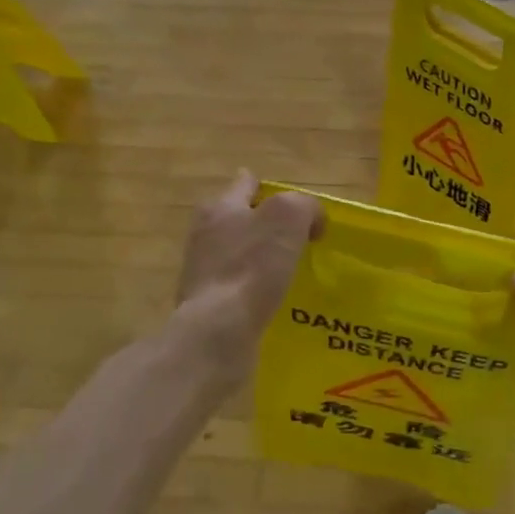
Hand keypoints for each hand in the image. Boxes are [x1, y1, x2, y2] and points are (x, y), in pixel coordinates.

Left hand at [174, 172, 320, 389]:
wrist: (218, 330)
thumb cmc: (253, 265)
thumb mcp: (289, 217)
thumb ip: (304, 206)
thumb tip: (311, 222)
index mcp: (221, 207)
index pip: (246, 183)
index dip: (268, 187)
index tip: (290, 203)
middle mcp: (206, 234)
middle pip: (238, 218)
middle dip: (262, 223)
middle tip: (295, 236)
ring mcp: (203, 271)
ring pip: (238, 253)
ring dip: (260, 258)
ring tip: (291, 269)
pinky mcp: (208, 304)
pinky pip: (238, 286)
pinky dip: (255, 288)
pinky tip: (275, 298)